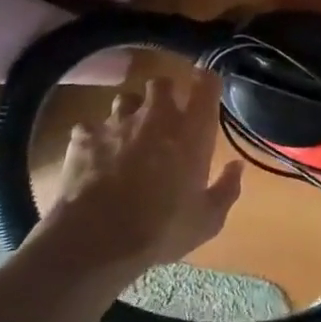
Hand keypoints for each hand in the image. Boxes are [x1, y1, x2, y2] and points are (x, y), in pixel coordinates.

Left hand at [26, 72, 242, 288]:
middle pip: (161, 83)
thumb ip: (227, 188)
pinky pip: (91, 126)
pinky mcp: (83, 137)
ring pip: (124, 99)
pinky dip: (95, 137)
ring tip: (129, 134)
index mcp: (191, 131)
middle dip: (164, 94)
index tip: (207, 86)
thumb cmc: (162, 229)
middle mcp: (155, 116)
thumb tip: (237, 167)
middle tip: (165, 116)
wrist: (97, 240)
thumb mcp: (207, 219)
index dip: (207, 81)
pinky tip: (95, 156)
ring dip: (130, 112)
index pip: (206, 85)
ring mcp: (116, 123)